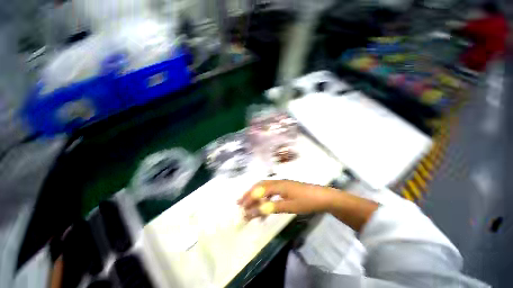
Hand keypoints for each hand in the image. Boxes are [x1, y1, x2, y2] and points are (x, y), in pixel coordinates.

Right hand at [237, 180, 337, 219]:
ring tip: (248, 203)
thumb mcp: (290, 206)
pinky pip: (270, 190)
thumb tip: (257, 210)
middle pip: (259, 186)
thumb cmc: (306, 201)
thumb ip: (273, 207)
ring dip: (255, 194)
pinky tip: (263, 203)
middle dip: (249, 194)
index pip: (259, 190)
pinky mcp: (284, 188)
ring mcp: (281, 184)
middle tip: (240, 203)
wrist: (322, 196)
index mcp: (278, 185)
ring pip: (264, 187)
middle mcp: (277, 182)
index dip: (249, 198)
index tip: (241, 207)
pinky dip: (264, 196)